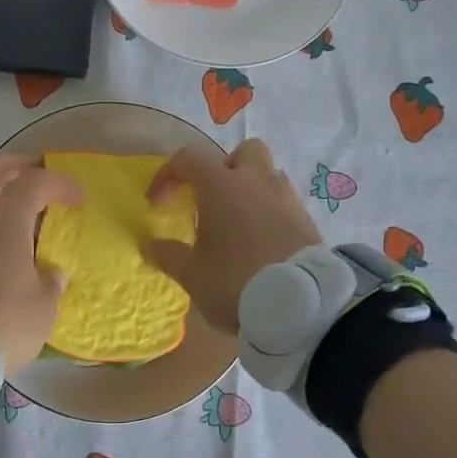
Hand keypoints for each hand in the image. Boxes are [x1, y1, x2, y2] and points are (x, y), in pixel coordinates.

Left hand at [0, 155, 81, 374]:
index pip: (34, 181)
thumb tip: (49, 273)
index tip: (77, 200)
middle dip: (15, 167)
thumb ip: (50, 282)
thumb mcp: (43, 306)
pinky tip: (1, 247)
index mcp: (5, 219)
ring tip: (21, 218)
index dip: (59, 184)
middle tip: (36, 175)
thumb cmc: (5, 321)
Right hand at [142, 139, 322, 334]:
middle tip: (212, 198)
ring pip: (268, 176)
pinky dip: (270, 213)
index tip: (157, 202)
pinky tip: (261, 242)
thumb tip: (148, 245)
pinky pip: (284, 203)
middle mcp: (256, 182)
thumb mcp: (192, 274)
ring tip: (237, 225)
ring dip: (250, 191)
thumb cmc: (236, 281)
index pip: (188, 159)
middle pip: (244, 151)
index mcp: (221, 186)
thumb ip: (168, 255)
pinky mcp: (307, 221)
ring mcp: (286, 199)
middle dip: (225, 167)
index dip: (167, 175)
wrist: (302, 306)